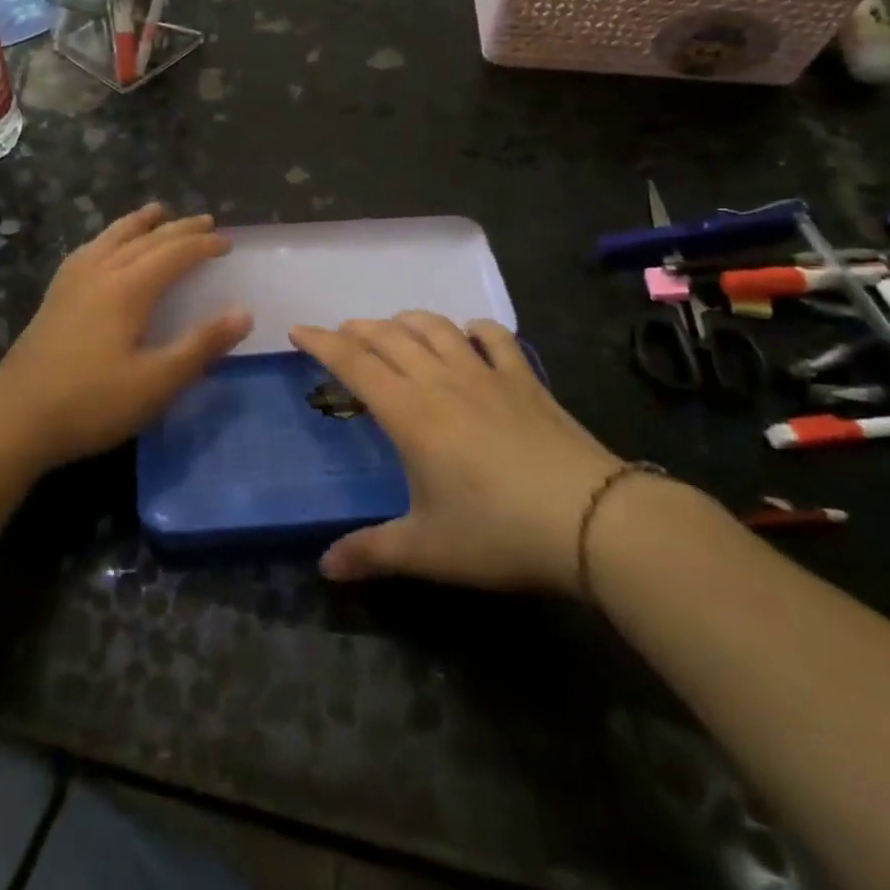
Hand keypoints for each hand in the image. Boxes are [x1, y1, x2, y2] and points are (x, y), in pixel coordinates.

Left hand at [0, 205, 251, 470]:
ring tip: (157, 210)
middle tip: (206, 222)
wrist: (15, 417)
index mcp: (128, 288)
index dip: (203, 246)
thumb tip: (243, 312)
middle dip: (179, 229)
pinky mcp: (55, 295)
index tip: (227, 244)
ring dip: (140, 223)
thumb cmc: (92, 402)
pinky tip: (104, 246)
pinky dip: (108, 237)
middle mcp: (101, 271)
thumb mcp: (157, 382)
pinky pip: (89, 250)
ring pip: (112, 237)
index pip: (174, 254)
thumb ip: (201, 345)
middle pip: (146, 239)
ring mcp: (72, 281)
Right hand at [288, 313, 622, 595]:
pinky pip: (494, 337)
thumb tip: (324, 568)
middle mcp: (441, 380)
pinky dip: (473, 329)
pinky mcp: (525, 379)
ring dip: (406, 321)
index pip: (354, 362)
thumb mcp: (426, 549)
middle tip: (342, 336)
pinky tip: (468, 335)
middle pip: (390, 336)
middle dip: (359, 330)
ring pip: (436, 327)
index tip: (298, 331)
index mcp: (409, 412)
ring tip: (392, 328)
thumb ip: (371, 552)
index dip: (322, 342)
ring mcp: (486, 374)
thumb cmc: (498, 532)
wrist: (591, 520)